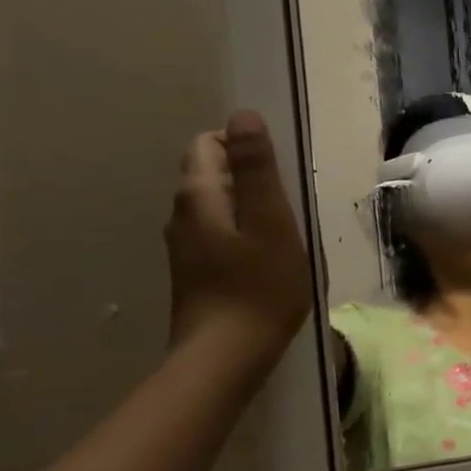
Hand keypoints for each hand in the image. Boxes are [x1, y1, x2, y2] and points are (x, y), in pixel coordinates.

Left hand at [165, 110, 311, 368]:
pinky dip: (243, 231)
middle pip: (209, 172)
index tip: (280, 173)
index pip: (208, 143)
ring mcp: (184, 246)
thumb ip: (257, 169)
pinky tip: (268, 256)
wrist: (226, 356)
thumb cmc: (259, 286)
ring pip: (215, 205)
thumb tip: (243, 114)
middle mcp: (181, 215)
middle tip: (289, 203)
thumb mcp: (271, 221)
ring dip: (248, 206)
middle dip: (248, 175)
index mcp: (198, 196)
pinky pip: (218, 232)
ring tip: (285, 230)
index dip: (243, 146)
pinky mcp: (195, 271)